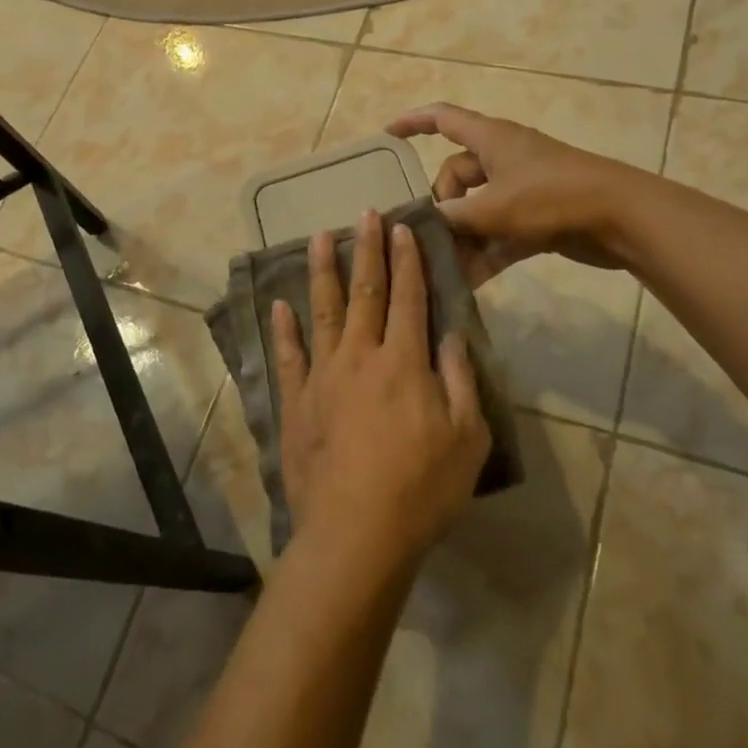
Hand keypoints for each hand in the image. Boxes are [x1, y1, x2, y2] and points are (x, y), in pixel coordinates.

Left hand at [270, 211, 490, 573]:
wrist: (356, 533)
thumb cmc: (422, 489)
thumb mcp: (468, 438)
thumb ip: (461, 380)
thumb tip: (451, 336)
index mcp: (404, 362)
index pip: (409, 297)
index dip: (407, 260)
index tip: (402, 227)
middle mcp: (361, 356)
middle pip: (365, 292)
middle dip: (367, 250)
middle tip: (365, 213)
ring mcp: (323, 377)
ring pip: (322, 312)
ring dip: (322, 272)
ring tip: (319, 237)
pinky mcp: (297, 402)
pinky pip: (288, 356)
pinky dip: (283, 328)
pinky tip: (279, 305)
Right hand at [388, 102, 639, 285]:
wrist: (620, 218)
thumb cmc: (551, 197)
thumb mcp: (493, 207)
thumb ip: (453, 216)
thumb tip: (425, 222)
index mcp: (490, 139)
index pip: (442, 118)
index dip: (412, 122)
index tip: (386, 135)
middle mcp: (503, 158)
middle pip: (456, 175)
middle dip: (441, 206)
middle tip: (433, 235)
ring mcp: (521, 188)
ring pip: (477, 209)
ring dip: (462, 236)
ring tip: (445, 267)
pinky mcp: (537, 216)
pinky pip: (499, 232)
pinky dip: (486, 252)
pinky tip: (471, 282)